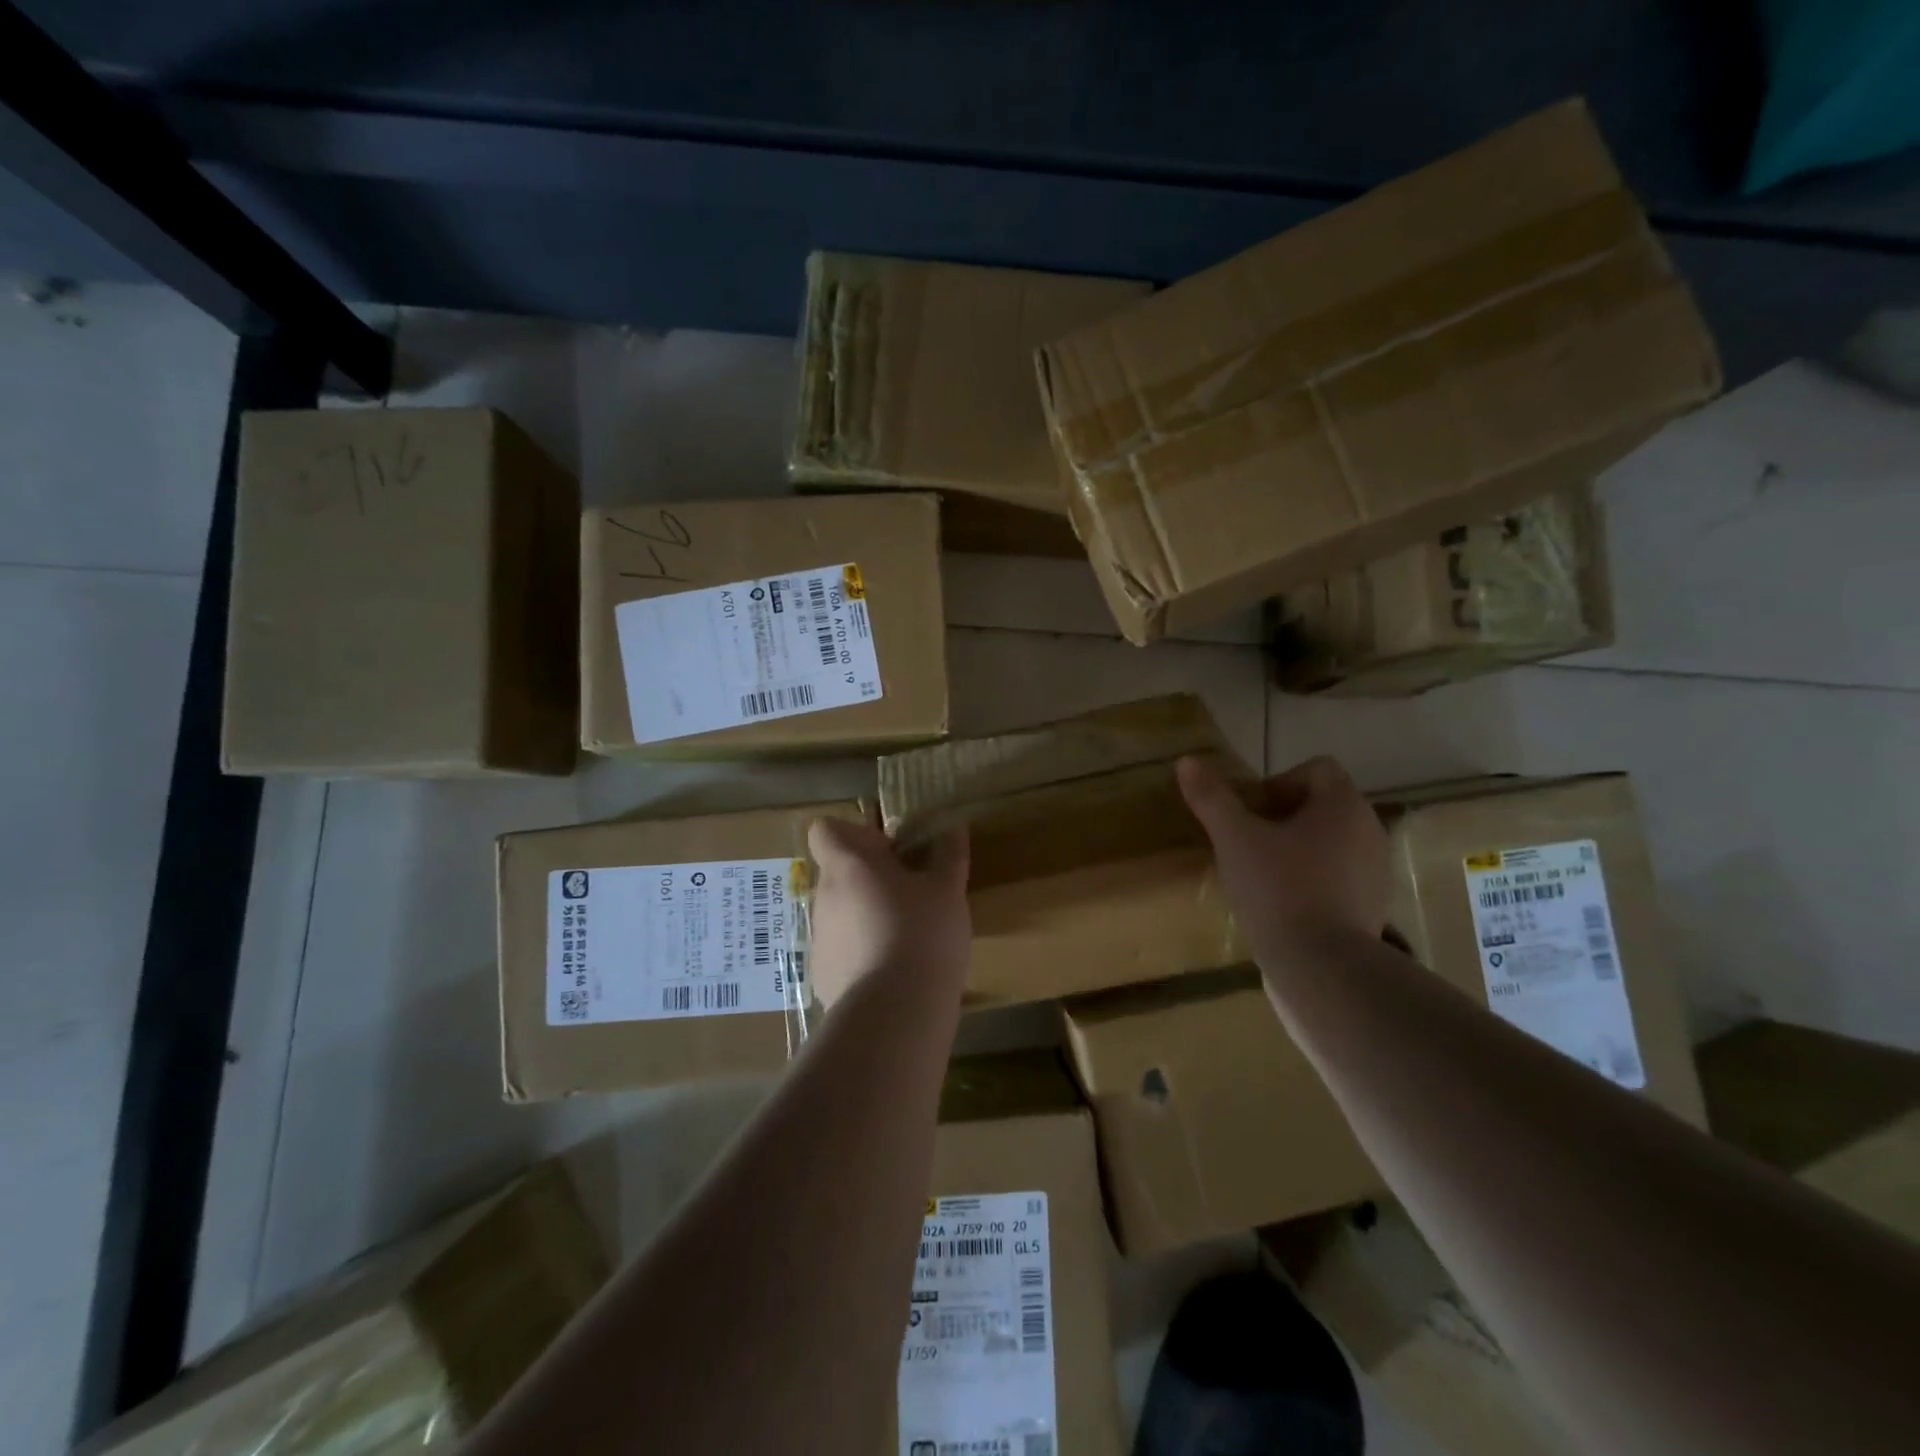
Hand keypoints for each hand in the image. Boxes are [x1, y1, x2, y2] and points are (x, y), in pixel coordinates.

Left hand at [806, 818, 969, 1007]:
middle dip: (870, 877)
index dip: (853, 833)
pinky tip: (893, 971)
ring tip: (906, 935)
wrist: (894, 1013)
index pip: (825, 830)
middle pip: (838, 872)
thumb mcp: (948, 890)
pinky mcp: (823, 976)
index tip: (887, 849)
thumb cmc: (922, 934)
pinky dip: (862, 952)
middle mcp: (825, 896)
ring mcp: (820, 938)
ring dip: (867, 914)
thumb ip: (948, 855)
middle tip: (910, 892)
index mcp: (849, 866)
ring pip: (841, 912)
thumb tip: (954, 827)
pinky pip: (842, 950)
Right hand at [1176, 754, 1388, 962]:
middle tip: (1247, 844)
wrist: (1321, 967)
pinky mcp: (1373, 907)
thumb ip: (1211, 797)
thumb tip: (1187, 760)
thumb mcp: (1233, 838)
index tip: (1249, 814)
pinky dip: (1312, 881)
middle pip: (1322, 806)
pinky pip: (1339, 877)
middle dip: (1282, 818)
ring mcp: (1376, 872)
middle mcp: (1370, 830)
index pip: (1315, 769)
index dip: (1277, 783)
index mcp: (1343, 805)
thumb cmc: (1278, 889)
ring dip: (1296, 850)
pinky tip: (1282, 906)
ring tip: (1261, 876)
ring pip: (1330, 843)